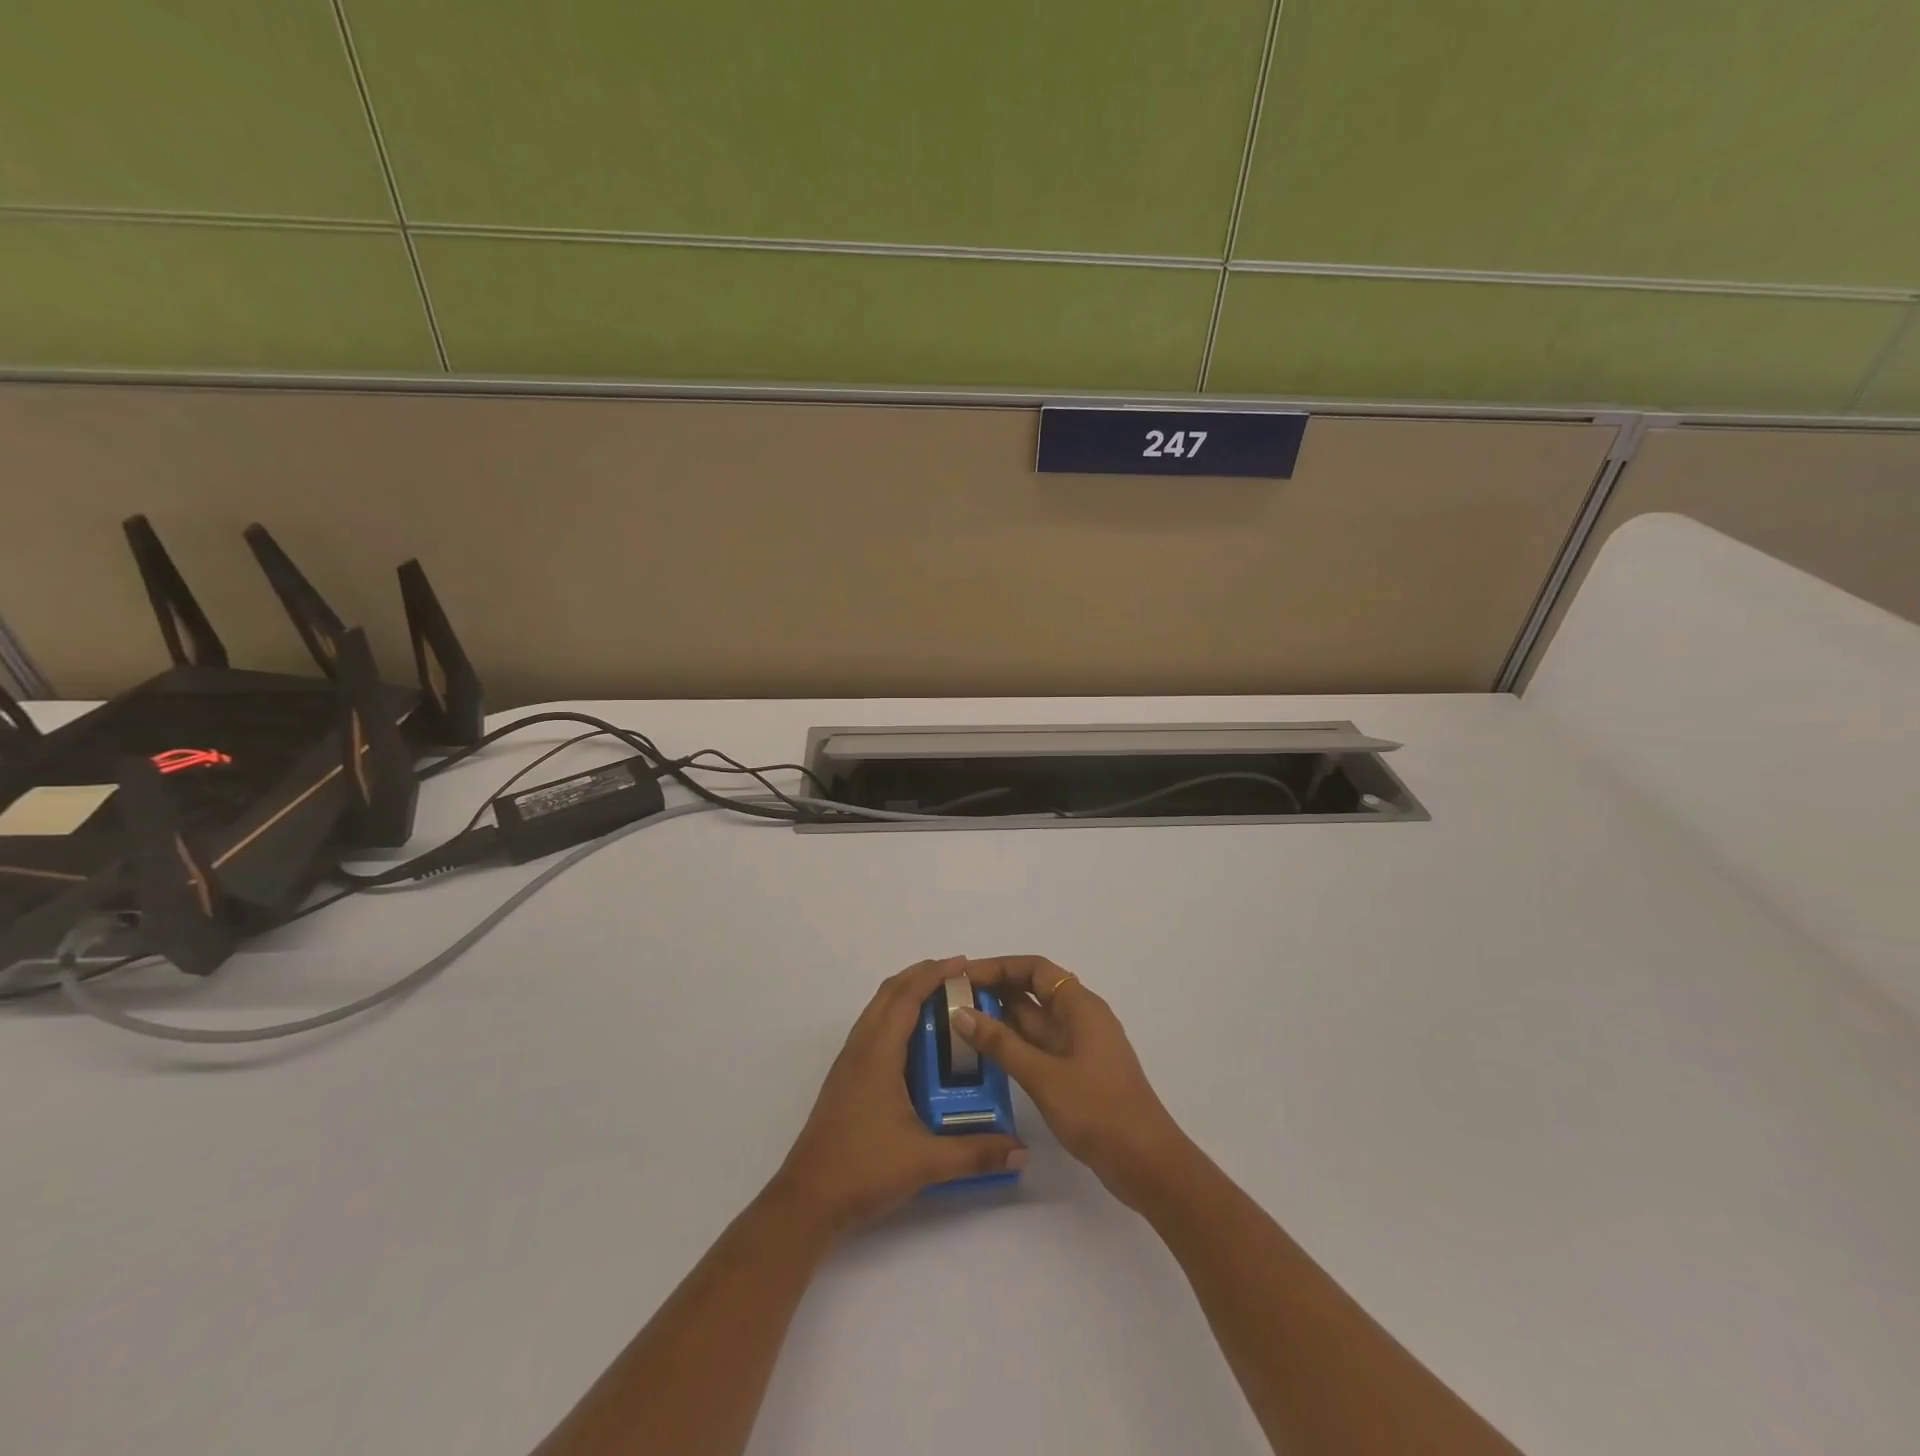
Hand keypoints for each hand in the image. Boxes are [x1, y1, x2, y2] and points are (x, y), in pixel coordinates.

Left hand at [770, 957, 1026, 1236]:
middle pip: (889, 993)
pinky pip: (873, 1029)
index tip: (963, 963)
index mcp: (878, 1053)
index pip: (906, 996)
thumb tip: (1022, 1150)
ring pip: (877, 1010)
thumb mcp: (926, 1162)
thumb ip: (976, 1153)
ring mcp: (849, 1063)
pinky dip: (896, 1017)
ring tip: (941, 1001)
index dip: (934, 974)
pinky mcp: (846, 1079)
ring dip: (906, 995)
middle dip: (922, 976)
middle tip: (958, 977)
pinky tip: (917, 1044)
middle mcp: (861, 1048)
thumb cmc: (863, 1170)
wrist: (807, 1201)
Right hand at [952, 956, 1189, 1210]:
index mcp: (1080, 1006)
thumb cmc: (1098, 1110)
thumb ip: (1000, 1044)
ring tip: (960, 1022)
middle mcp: (1080, 1018)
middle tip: (954, 998)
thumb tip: (960, 1012)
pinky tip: (986, 1053)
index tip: (963, 975)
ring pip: (1035, 1019)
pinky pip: (1039, 1045)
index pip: (1034, 968)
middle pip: (1033, 990)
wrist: (1147, 1163)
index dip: (998, 967)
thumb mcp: (1043, 1076)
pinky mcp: (1077, 1071)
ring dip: (1001, 1017)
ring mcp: (1080, 1046)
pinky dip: (1014, 1043)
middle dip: (995, 990)